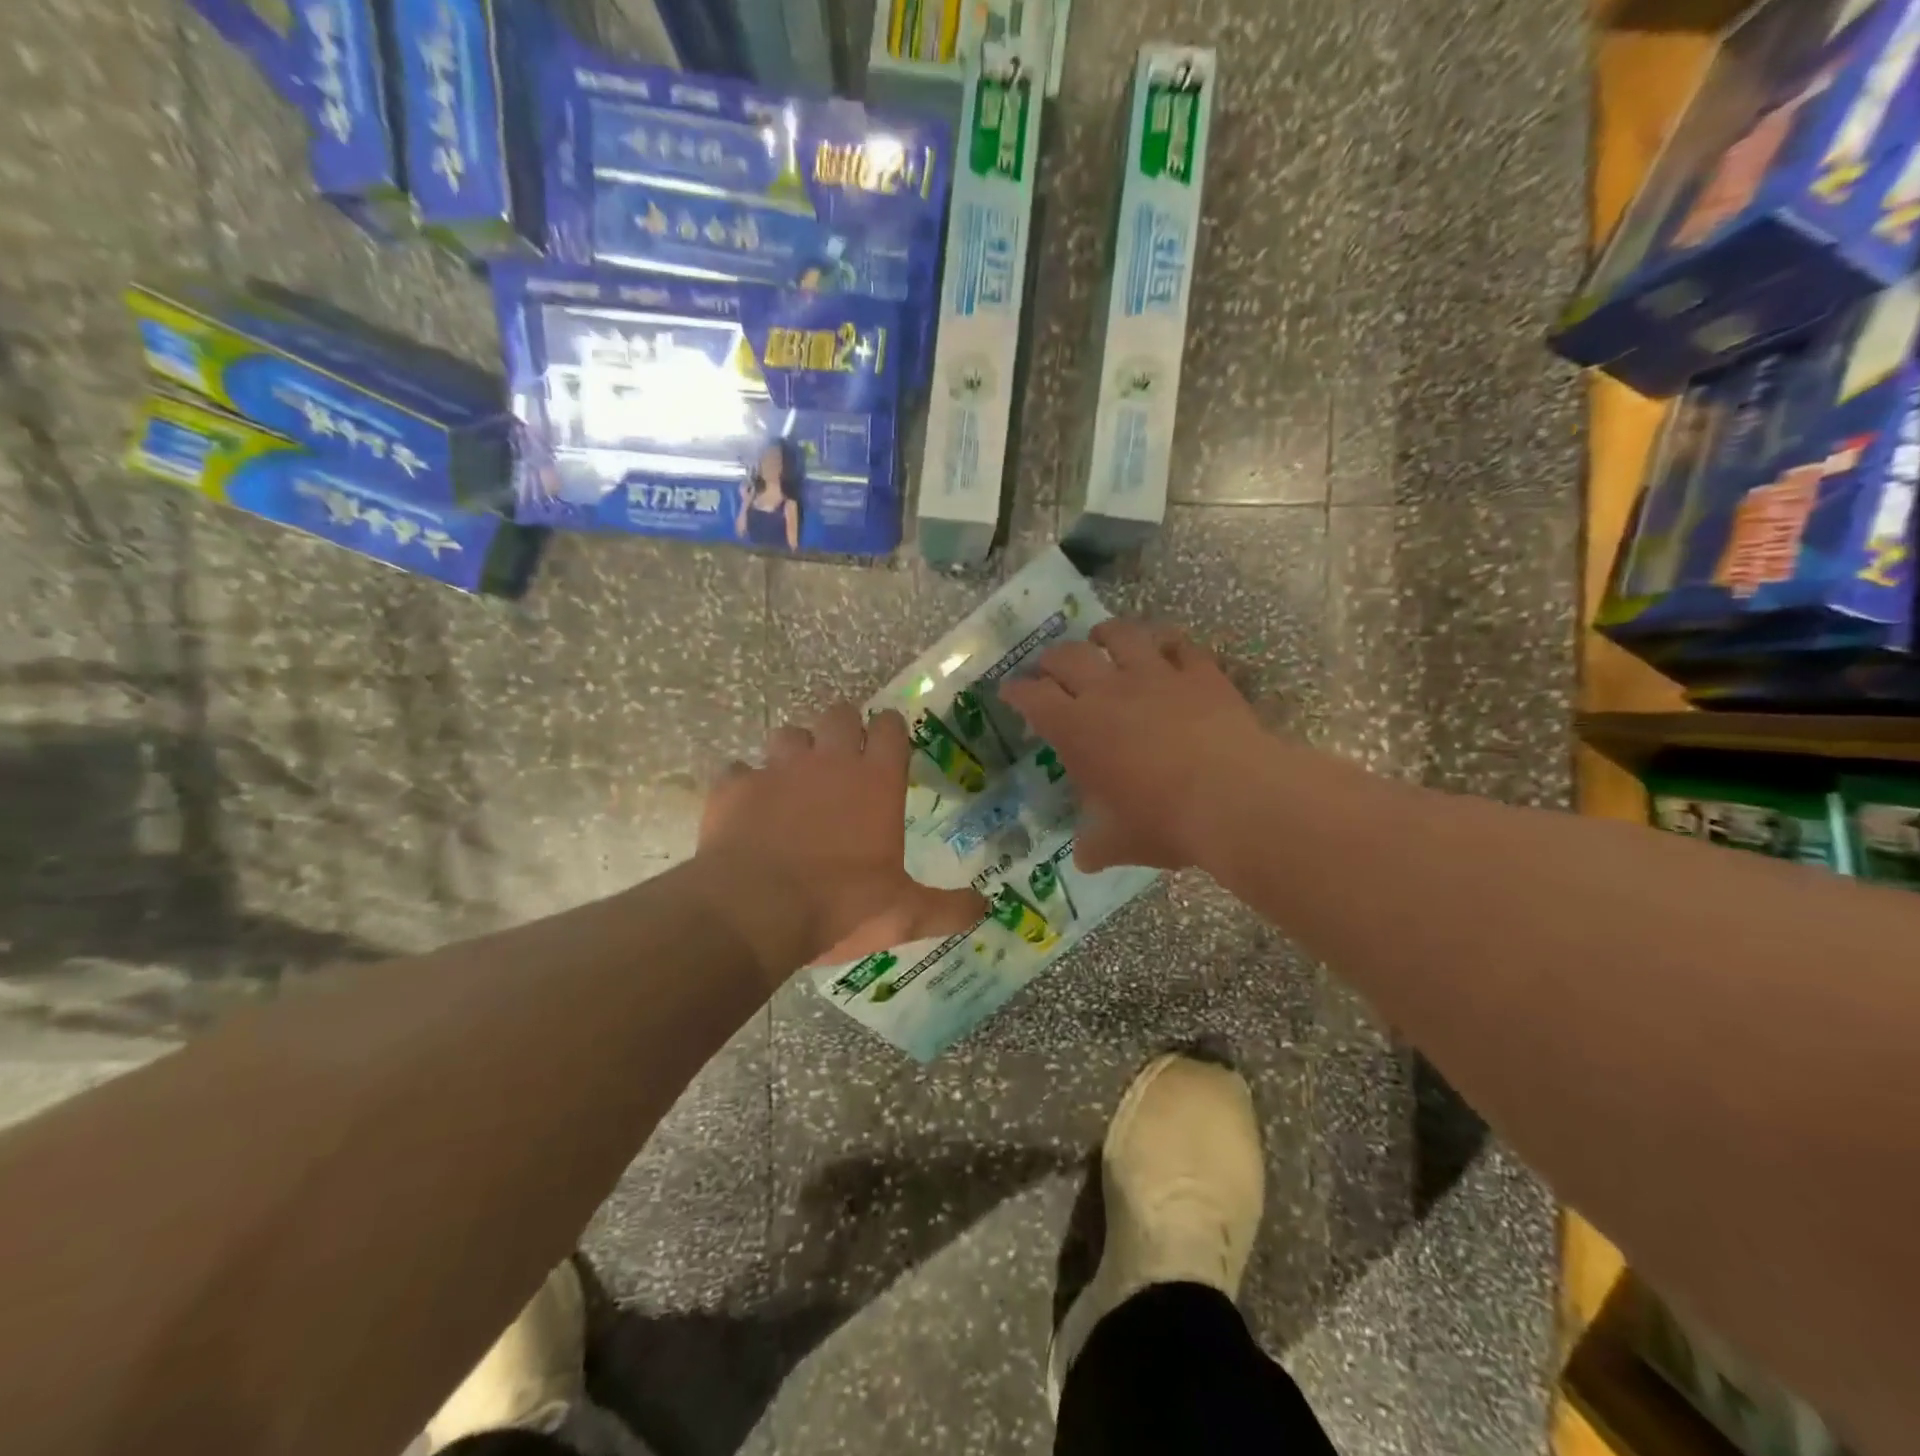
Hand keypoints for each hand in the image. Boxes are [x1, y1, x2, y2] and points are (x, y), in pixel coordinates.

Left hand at [695, 704, 986, 976]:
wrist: (756, 911)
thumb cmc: (841, 905)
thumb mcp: (905, 914)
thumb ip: (948, 908)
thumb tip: (985, 909)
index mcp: (876, 781)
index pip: (890, 727)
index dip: (890, 729)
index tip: (889, 743)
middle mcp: (829, 762)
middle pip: (838, 714)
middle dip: (842, 728)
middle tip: (843, 758)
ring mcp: (777, 769)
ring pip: (788, 734)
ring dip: (794, 751)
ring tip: (795, 780)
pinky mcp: (734, 786)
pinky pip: (739, 770)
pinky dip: (745, 783)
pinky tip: (747, 806)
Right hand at [998, 619, 1263, 872]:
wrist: (1235, 799)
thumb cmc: (1165, 821)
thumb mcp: (1119, 843)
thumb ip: (1095, 845)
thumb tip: (1085, 858)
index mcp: (1077, 729)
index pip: (1033, 697)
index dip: (1017, 691)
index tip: (1010, 691)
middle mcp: (1108, 691)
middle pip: (1068, 656)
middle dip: (1051, 659)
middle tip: (1048, 667)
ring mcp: (1156, 675)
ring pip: (1121, 635)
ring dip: (1104, 634)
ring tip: (1100, 637)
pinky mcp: (1199, 672)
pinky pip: (1178, 643)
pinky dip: (1166, 642)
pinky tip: (1164, 646)